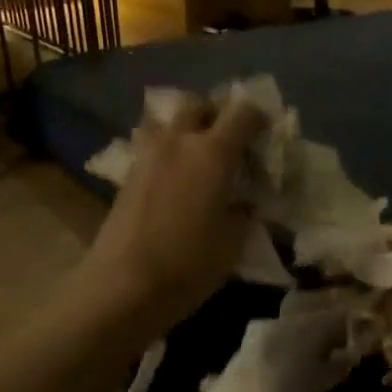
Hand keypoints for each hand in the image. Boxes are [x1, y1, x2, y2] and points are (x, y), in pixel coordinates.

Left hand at [79, 93, 263, 339]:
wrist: (125, 285)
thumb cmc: (189, 264)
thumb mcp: (234, 242)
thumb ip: (244, 212)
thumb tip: (245, 202)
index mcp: (213, 153)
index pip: (243, 113)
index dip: (259, 118)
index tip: (267, 136)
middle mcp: (178, 142)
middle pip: (198, 105)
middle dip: (216, 115)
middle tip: (229, 141)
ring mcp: (148, 155)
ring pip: (168, 121)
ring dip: (185, 129)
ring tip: (196, 156)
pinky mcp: (127, 174)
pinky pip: (151, 146)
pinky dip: (166, 151)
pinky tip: (174, 179)